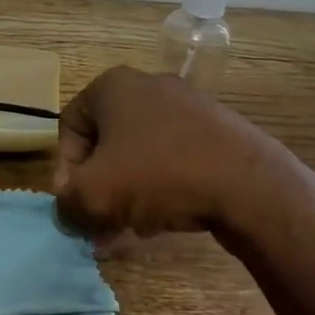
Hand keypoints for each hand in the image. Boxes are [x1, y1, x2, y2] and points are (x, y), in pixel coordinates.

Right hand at [53, 67, 314, 247]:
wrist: (249, 184)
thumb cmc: (159, 175)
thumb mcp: (95, 194)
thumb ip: (67, 203)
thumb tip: (68, 211)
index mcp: (113, 86)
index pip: (70, 126)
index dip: (65, 169)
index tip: (76, 204)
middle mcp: (148, 86)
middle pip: (107, 143)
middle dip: (100, 187)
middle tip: (101, 223)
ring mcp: (187, 106)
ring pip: (140, 154)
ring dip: (129, 193)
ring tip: (133, 229)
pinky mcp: (216, 130)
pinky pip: (173, 158)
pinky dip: (162, 187)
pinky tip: (166, 220)